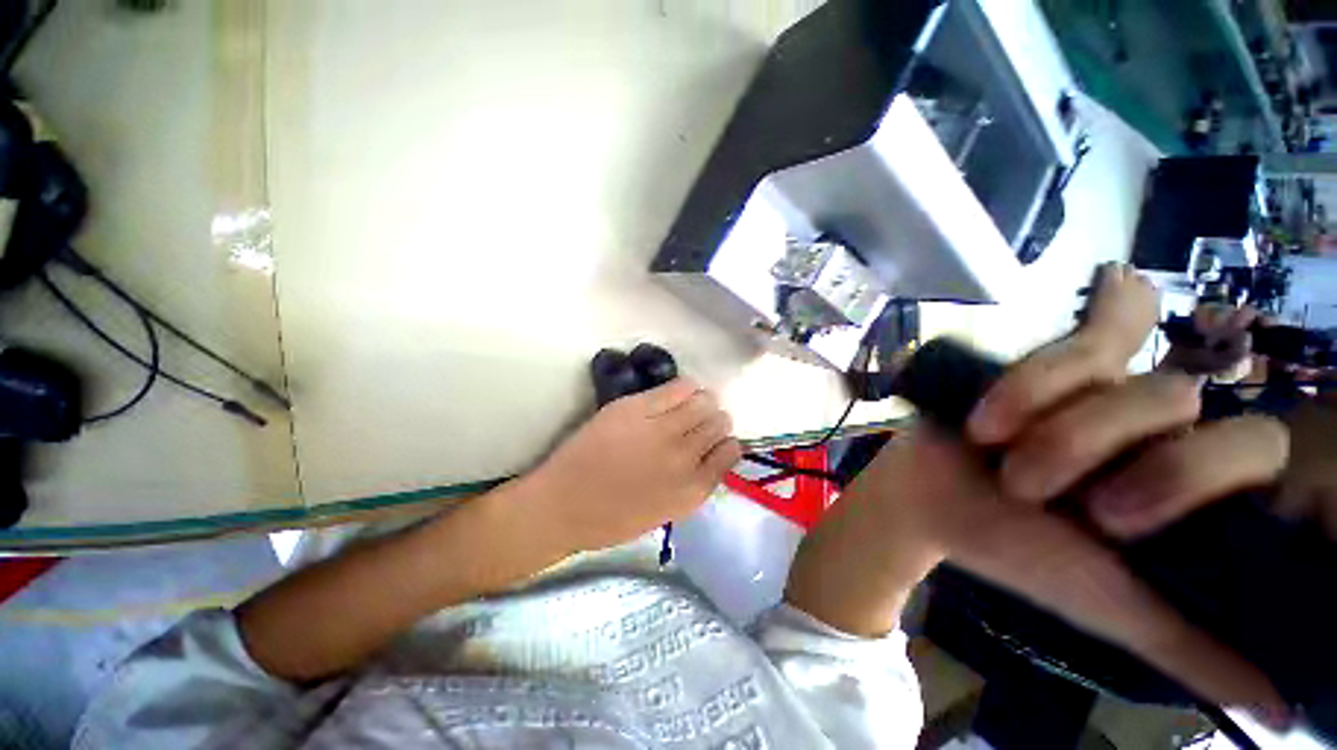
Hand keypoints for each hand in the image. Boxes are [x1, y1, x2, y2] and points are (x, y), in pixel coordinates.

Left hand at [523, 378, 740, 553]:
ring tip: (688, 406)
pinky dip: (685, 387)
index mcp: (693, 490)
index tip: (715, 441)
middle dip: (715, 420)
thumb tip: (710, 454)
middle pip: (720, 422)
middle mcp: (685, 457)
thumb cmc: (612, 518)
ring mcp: (661, 430)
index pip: (731, 451)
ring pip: (704, 401)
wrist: (563, 505)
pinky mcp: (637, 408)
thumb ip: (694, 482)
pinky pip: (678, 387)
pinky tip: (677, 393)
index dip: (725, 442)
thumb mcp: (667, 511)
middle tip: (699, 422)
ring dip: (703, 402)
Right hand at [871, 273, 1291, 722]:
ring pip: (1105, 362)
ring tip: (988, 439)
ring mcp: (1105, 387)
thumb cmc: (1012, 550)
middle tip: (1027, 486)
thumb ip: (1197, 651)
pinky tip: (1114, 280)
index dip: (1184, 476)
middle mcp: (1160, 429)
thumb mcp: (1109, 609)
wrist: (929, 500)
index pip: (1249, 450)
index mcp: (1185, 486)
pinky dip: (1115, 300)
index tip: (1108, 522)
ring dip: (1036, 405)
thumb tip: (1286, 711)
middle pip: (1169, 398)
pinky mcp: (1052, 361)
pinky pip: (1102, 319)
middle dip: (1088, 442)